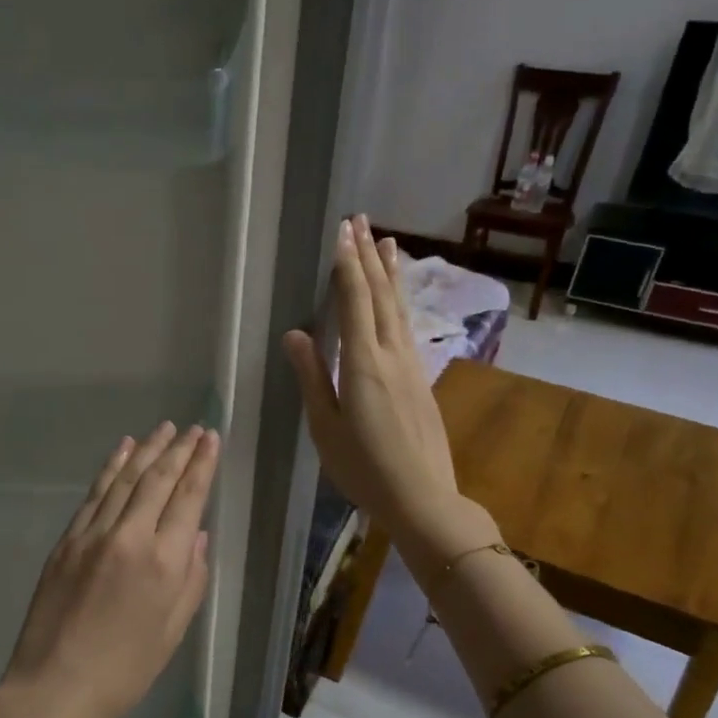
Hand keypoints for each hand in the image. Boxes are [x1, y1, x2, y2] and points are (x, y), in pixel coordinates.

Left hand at [0, 421, 218, 717]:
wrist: (56, 686)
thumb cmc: (125, 670)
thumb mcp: (173, 631)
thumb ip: (191, 578)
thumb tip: (195, 535)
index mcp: (164, 563)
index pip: (188, 499)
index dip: (201, 465)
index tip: (210, 439)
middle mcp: (131, 537)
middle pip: (158, 480)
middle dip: (179, 450)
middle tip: (193, 428)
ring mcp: (93, 534)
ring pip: (125, 479)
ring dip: (146, 450)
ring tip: (164, 428)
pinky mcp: (67, 540)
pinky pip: (94, 494)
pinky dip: (111, 468)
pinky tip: (123, 450)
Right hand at [282, 216, 497, 574]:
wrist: (423, 497)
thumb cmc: (363, 467)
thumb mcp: (325, 427)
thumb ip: (313, 377)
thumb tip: (295, 333)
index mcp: (363, 364)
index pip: (354, 302)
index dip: (347, 265)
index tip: (342, 232)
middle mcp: (392, 355)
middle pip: (380, 296)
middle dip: (369, 256)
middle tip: (361, 220)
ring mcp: (412, 366)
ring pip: (399, 309)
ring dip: (391, 273)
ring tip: (388, 242)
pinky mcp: (421, 380)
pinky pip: (407, 327)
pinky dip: (400, 301)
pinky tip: (398, 299)